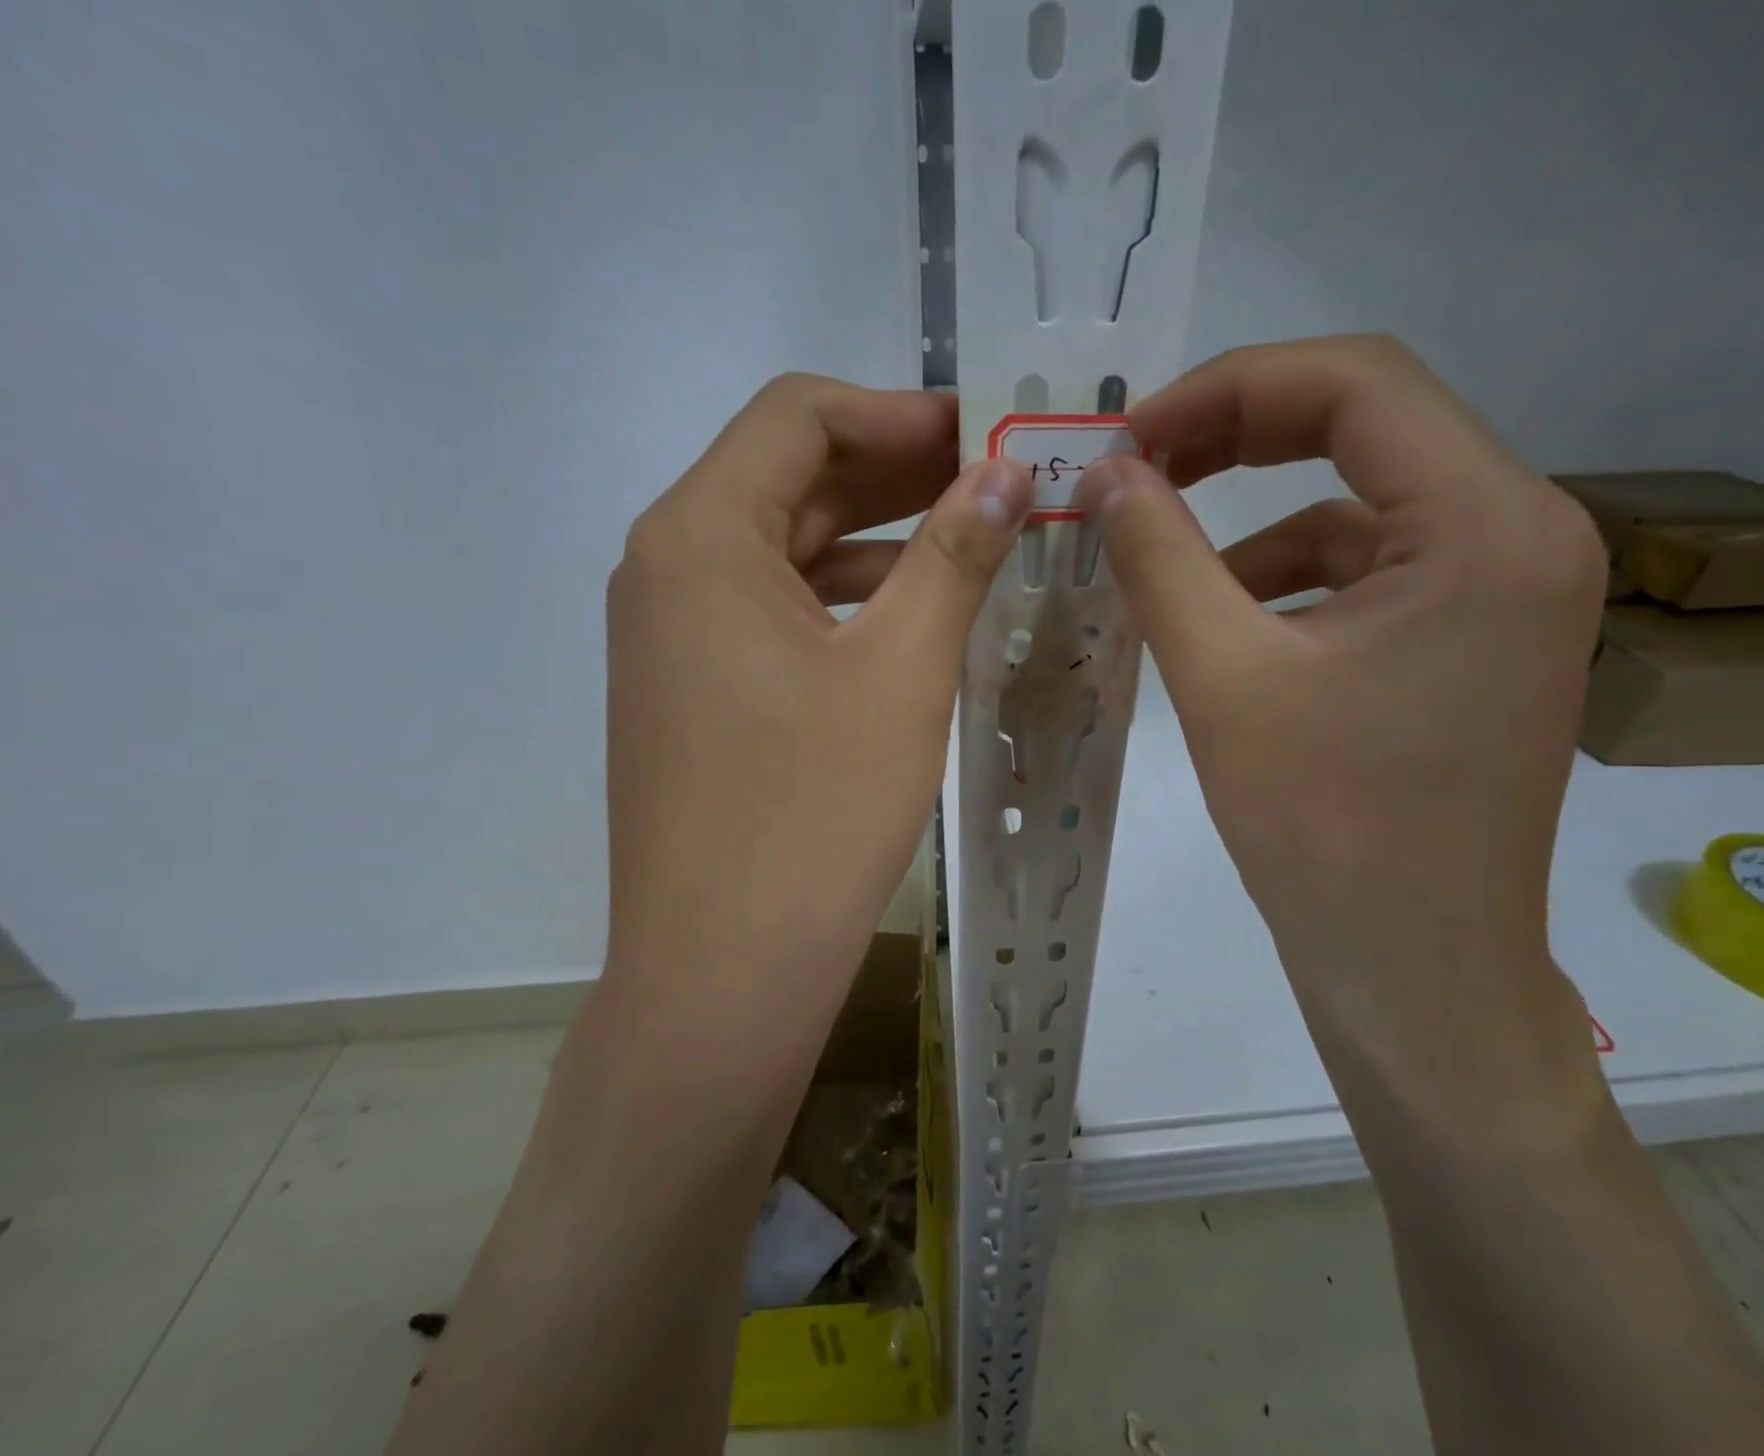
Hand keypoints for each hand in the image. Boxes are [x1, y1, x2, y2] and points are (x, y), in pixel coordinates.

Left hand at [604, 375, 1032, 1004]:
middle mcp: (667, 568)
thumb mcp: (902, 669)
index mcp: (700, 535)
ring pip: (784, 550)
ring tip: (974, 544)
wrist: (724, 969)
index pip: (797, 416)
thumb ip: (955, 553)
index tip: (984, 434)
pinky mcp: (692, 690)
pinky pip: (773, 613)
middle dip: (896, 472)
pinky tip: (913, 618)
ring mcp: (672, 635)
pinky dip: (843, 601)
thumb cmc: (814, 812)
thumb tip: (1007, 472)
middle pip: (789, 480)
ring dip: (877, 539)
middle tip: (997, 483)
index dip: (898, 412)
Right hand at [1081, 337, 1608, 1121]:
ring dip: (1257, 513)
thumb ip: (1159, 555)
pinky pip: (1370, 567)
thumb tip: (1106, 473)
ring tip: (1164, 547)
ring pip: (1362, 501)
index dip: (1228, 388)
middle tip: (1137, 466)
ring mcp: (1506, 590)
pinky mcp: (1473, 638)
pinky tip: (1225, 615)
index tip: (1132, 435)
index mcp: (1487, 526)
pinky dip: (1289, 572)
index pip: (1357, 383)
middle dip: (1238, 434)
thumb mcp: (1221, 677)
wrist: (1412, 970)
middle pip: (1367, 426)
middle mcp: (1523, 535)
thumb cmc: (1324, 830)